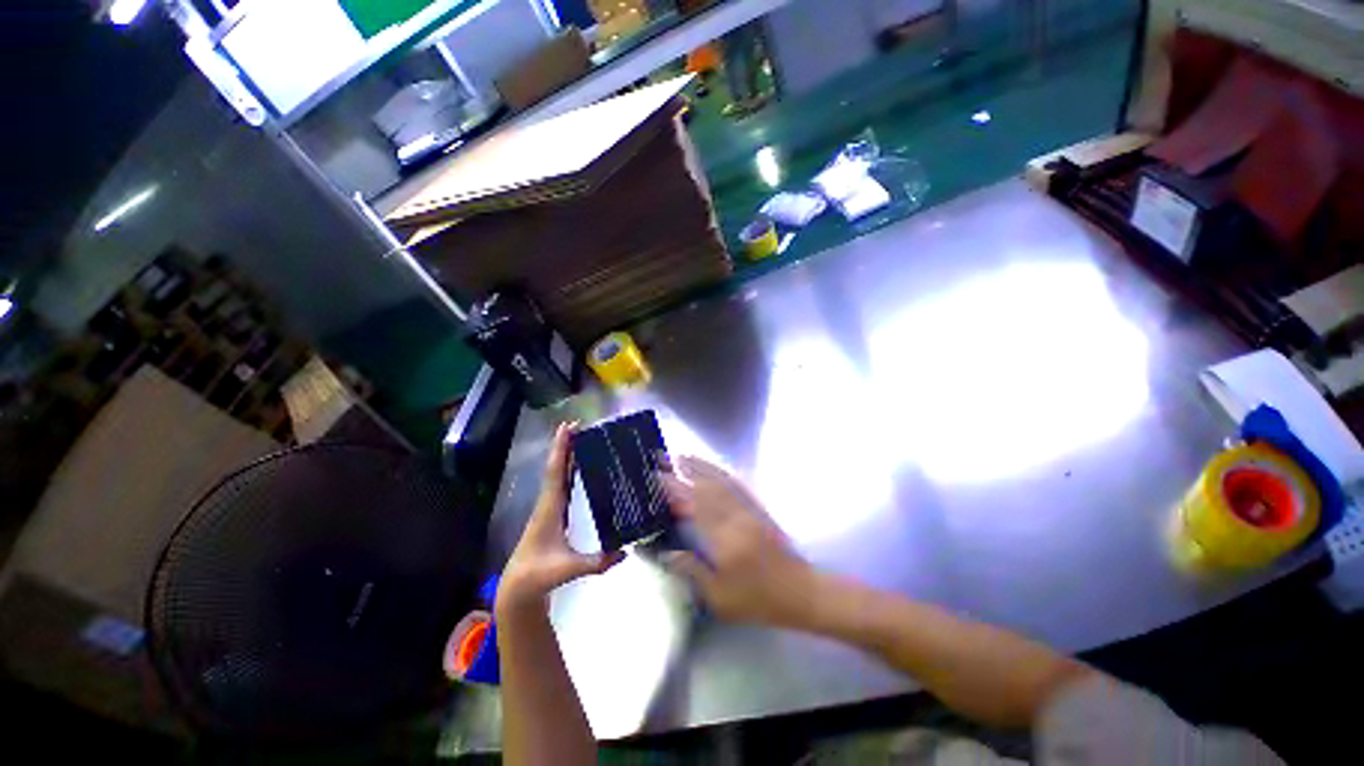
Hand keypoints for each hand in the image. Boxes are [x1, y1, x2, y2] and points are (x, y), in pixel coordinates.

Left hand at [498, 423, 623, 615]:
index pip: (555, 472)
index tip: (567, 427)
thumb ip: (597, 562)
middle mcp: (548, 502)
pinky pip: (562, 484)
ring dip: (567, 454)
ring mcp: (550, 507)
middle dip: (566, 445)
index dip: (561, 449)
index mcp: (550, 508)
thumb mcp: (568, 569)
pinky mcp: (554, 513)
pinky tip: (578, 465)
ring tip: (581, 438)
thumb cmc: (540, 575)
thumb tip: (626, 551)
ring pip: (558, 474)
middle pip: (556, 467)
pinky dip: (568, 470)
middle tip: (580, 425)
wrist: (519, 587)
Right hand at [659, 456, 815, 626]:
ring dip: (701, 466)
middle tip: (666, 457)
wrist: (801, 592)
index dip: (674, 489)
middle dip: (684, 470)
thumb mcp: (720, 597)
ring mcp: (748, 510)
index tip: (657, 476)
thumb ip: (692, 571)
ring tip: (684, 455)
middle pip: (705, 487)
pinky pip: (737, 486)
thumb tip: (666, 554)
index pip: (693, 507)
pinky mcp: (758, 510)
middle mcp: (735, 518)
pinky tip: (713, 468)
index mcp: (723, 539)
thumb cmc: (758, 600)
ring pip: (721, 482)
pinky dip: (721, 473)